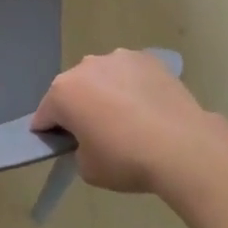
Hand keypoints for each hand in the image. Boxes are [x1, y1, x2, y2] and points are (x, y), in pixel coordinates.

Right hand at [32, 49, 212, 192]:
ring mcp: (119, 58)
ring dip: (106, 93)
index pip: (45, 114)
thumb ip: (78, 149)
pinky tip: (148, 109)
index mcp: (63, 92)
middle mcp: (86, 66)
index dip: (49, 132)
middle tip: (97, 134)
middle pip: (74, 90)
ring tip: (128, 119)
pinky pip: (130, 74)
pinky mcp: (148, 59)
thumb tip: (89, 140)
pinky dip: (132, 87)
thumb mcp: (87, 168)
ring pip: (102, 77)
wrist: (183, 147)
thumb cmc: (126, 159)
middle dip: (79, 108)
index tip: (62, 146)